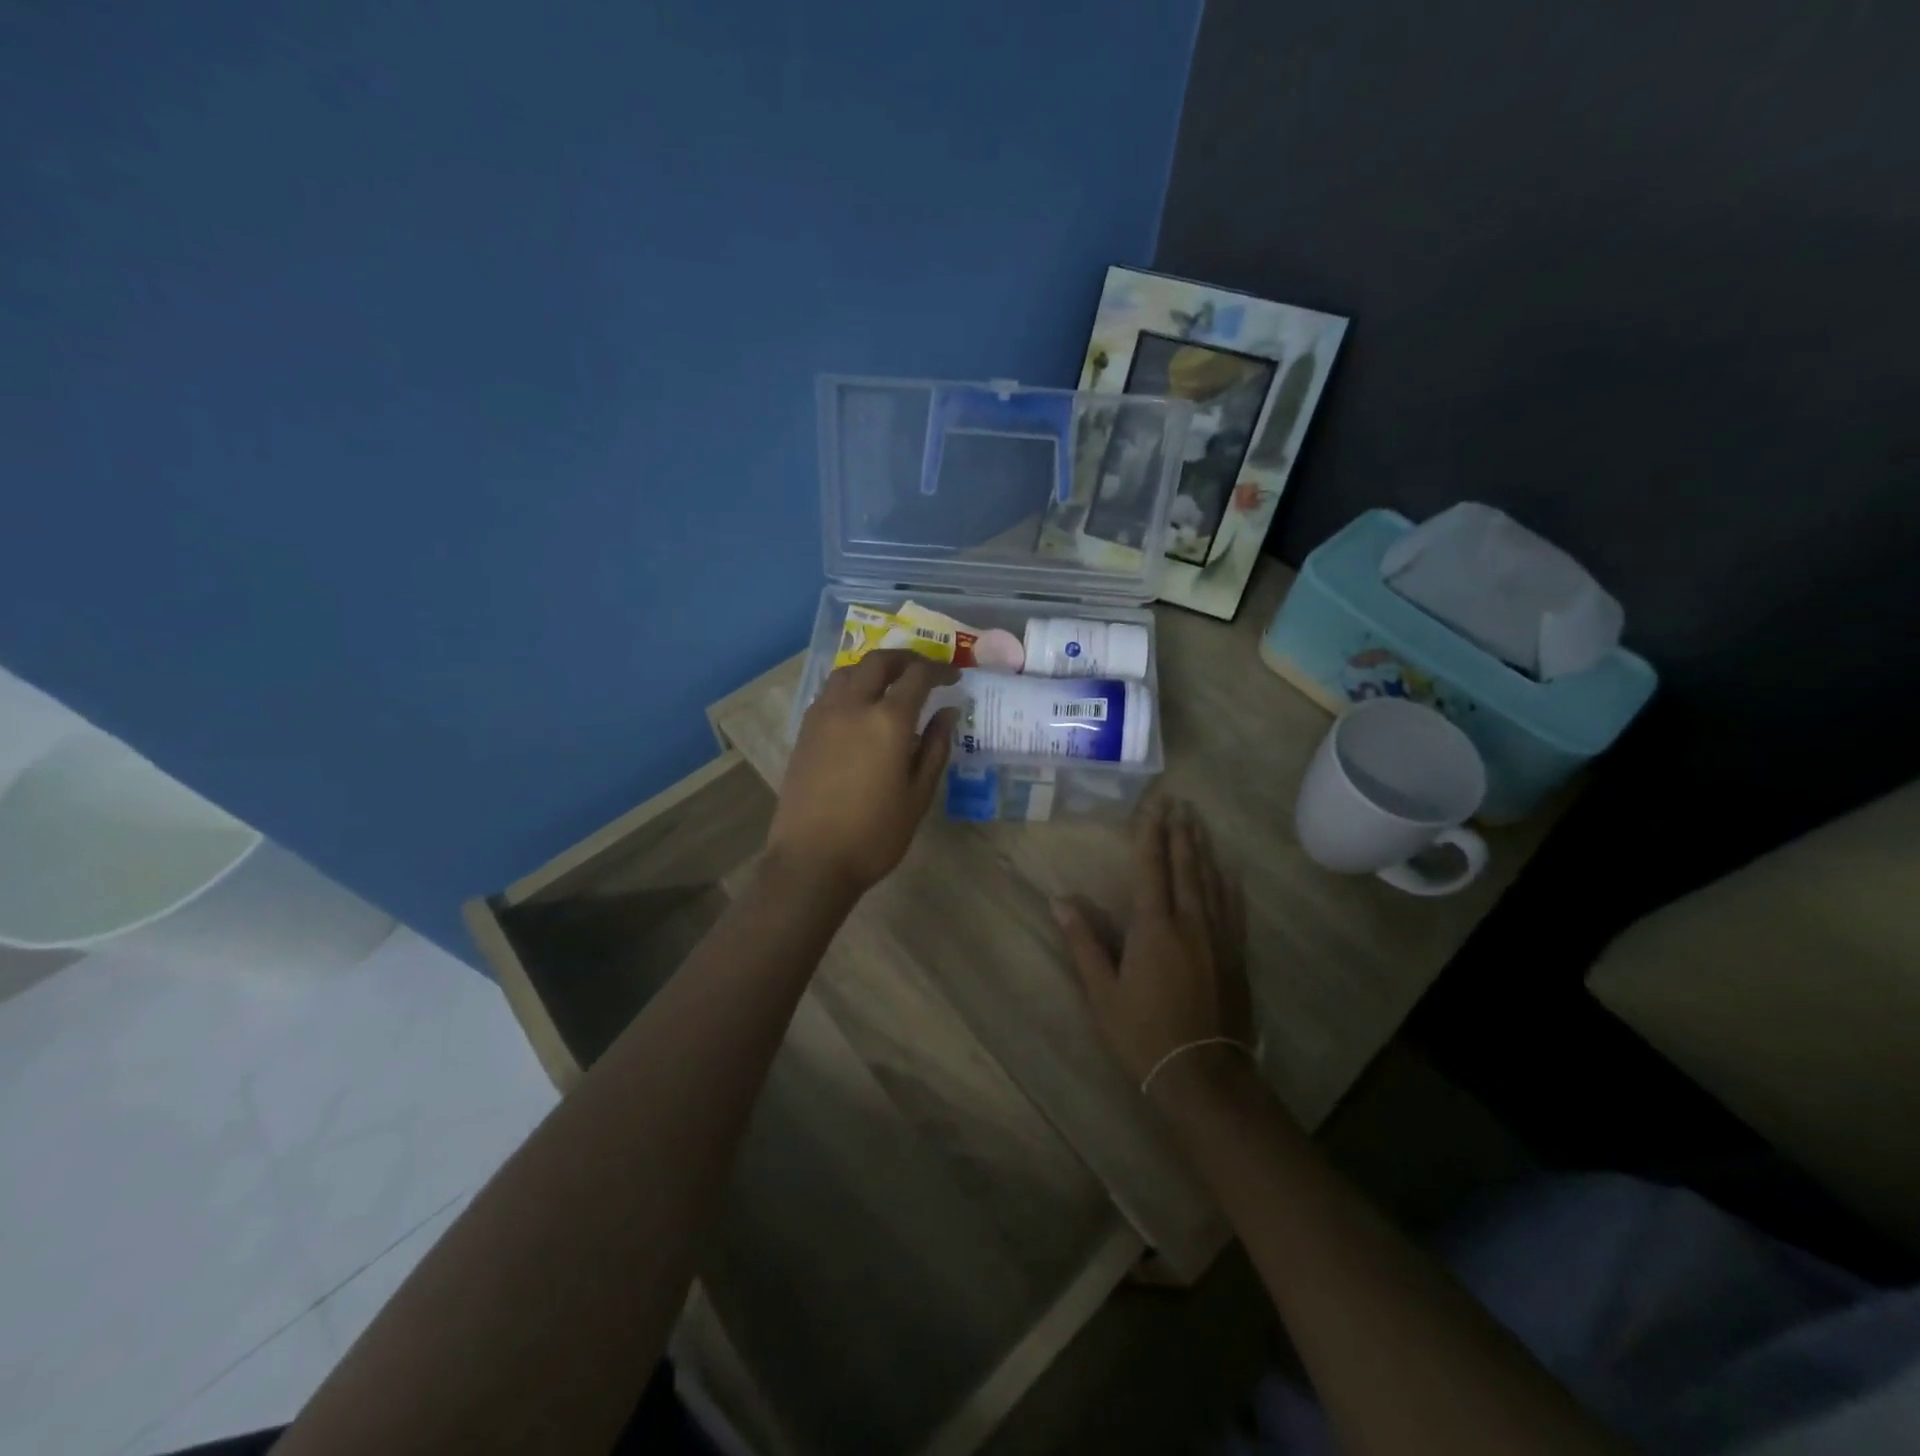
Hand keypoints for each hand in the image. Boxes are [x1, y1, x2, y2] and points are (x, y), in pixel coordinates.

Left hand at [767, 650, 959, 899]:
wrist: (811, 860)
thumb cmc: (875, 834)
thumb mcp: (918, 794)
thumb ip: (935, 747)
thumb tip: (947, 713)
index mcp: (887, 720)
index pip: (917, 676)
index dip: (939, 670)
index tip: (953, 676)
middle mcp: (852, 706)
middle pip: (879, 662)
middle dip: (906, 659)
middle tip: (924, 670)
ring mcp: (823, 716)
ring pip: (849, 671)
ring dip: (874, 668)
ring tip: (890, 684)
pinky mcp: (805, 730)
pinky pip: (829, 692)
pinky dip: (850, 686)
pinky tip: (860, 708)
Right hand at [1055, 799, 1252, 1094]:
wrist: (1203, 1076)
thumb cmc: (1142, 1034)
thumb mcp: (1102, 992)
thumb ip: (1083, 942)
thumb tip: (1060, 900)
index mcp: (1154, 928)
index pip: (1150, 869)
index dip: (1150, 835)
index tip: (1154, 806)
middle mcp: (1190, 923)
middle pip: (1185, 867)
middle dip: (1180, 833)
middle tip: (1179, 803)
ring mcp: (1218, 939)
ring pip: (1211, 882)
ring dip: (1202, 850)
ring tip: (1199, 824)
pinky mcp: (1236, 957)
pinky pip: (1233, 910)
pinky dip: (1228, 885)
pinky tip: (1229, 873)